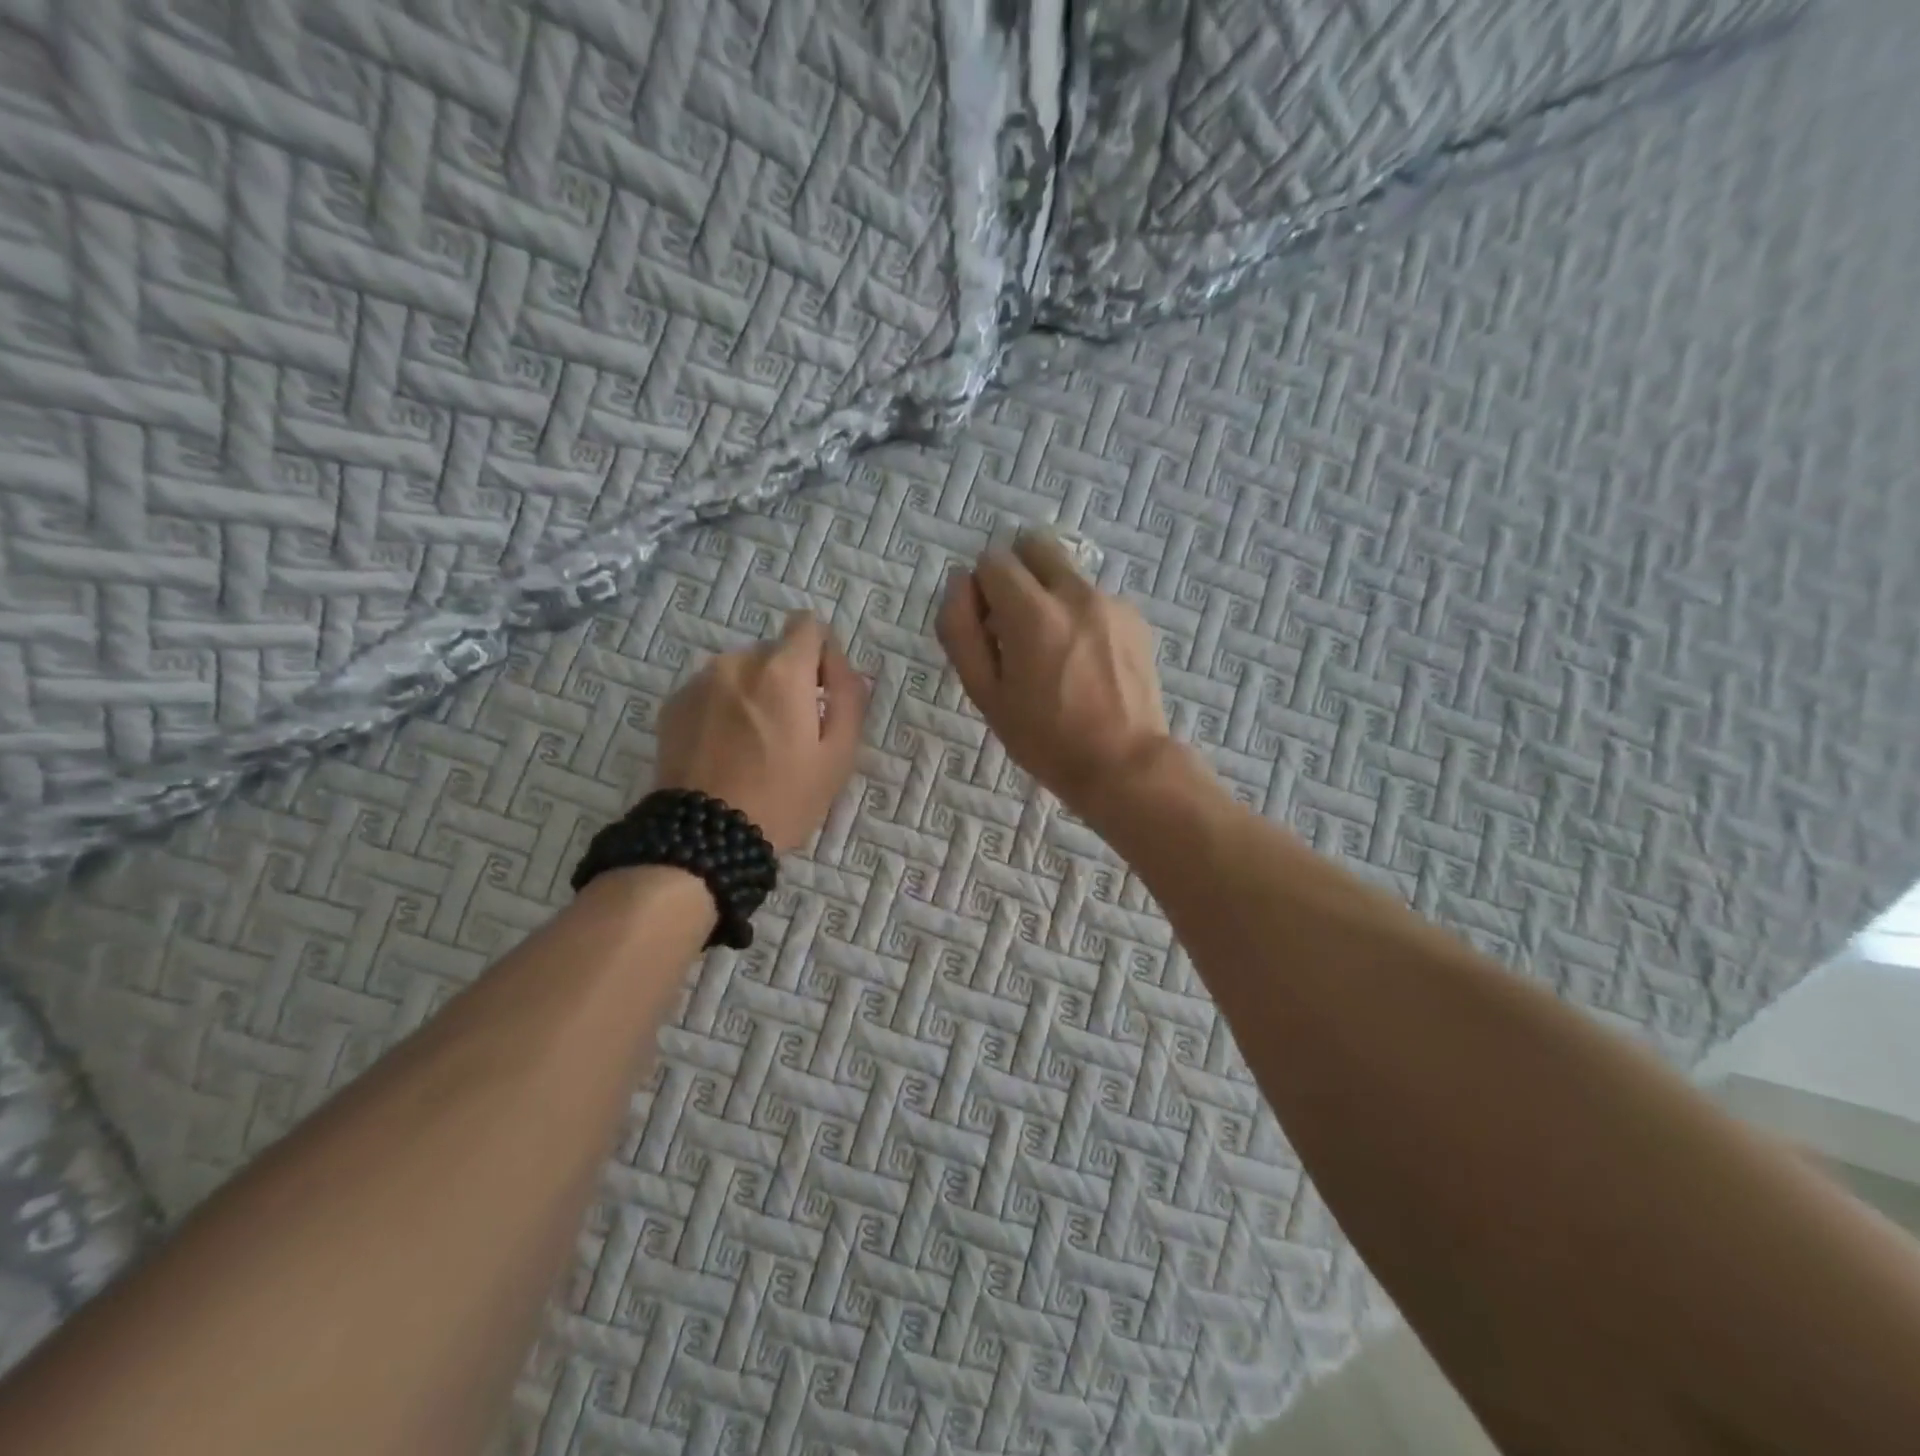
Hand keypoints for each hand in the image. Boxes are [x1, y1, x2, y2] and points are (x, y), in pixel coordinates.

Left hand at [653, 613, 868, 852]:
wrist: (705, 837)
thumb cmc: (784, 798)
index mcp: (782, 671)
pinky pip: (712, 691)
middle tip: (790, 731)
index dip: (823, 654)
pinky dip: (723, 708)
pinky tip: (724, 750)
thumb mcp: (838, 756)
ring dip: (754, 693)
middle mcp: (737, 662)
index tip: (823, 693)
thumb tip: (846, 669)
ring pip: (741, 672)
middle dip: (788, 680)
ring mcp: (699, 682)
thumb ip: (850, 700)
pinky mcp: (673, 705)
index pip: (808, 625)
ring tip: (753, 744)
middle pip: (775, 652)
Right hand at [936, 532, 1170, 815]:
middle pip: (1034, 544)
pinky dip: (1080, 615)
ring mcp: (1110, 602)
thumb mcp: (985, 694)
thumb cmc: (1045, 739)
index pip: (993, 560)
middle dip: (1016, 572)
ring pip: (1066, 572)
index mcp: (1032, 613)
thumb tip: (958, 584)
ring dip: (1049, 595)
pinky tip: (1086, 662)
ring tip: (1056, 653)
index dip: (982, 591)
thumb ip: (961, 631)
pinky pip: (1094, 597)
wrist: (1123, 764)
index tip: (989, 628)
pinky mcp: (1134, 617)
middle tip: (1016, 622)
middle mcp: (1075, 593)